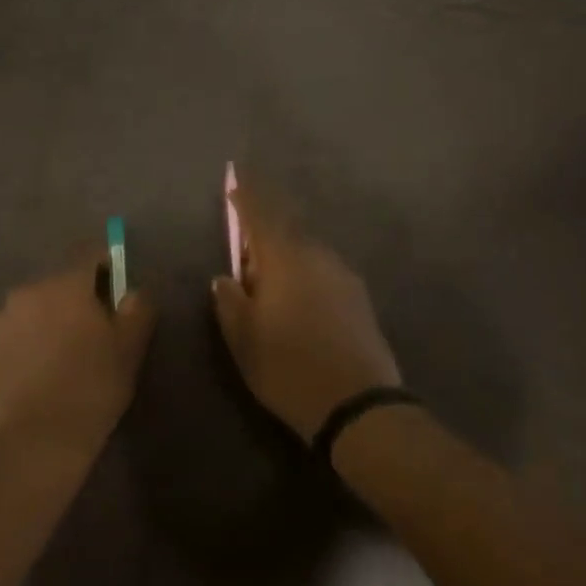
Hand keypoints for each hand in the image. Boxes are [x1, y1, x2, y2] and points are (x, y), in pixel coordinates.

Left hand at [0, 256, 155, 465]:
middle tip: (97, 329)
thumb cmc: (91, 388)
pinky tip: (45, 367)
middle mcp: (30, 290)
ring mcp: (5, 317)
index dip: (107, 265)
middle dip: (79, 296)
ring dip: (54, 316)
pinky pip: (20, 328)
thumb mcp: (129, 349)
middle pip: (62, 282)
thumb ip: (137, 310)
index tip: (117, 288)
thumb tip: (134, 291)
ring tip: (68, 352)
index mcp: (66, 284)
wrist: (37, 439)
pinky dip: (34, 337)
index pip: (89, 254)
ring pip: (39, 305)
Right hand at [212, 177, 401, 441]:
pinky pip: (323, 273)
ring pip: (306, 254)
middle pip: (287, 232)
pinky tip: (297, 303)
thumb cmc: (288, 368)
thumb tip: (226, 277)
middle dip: (264, 234)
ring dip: (285, 258)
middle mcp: (318, 258)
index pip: (261, 215)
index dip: (247, 196)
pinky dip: (304, 276)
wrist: (358, 406)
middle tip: (244, 255)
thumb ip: (230, 301)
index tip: (235, 179)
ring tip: (268, 286)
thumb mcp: (243, 339)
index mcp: (285, 261)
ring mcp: (344, 277)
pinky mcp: (359, 299)